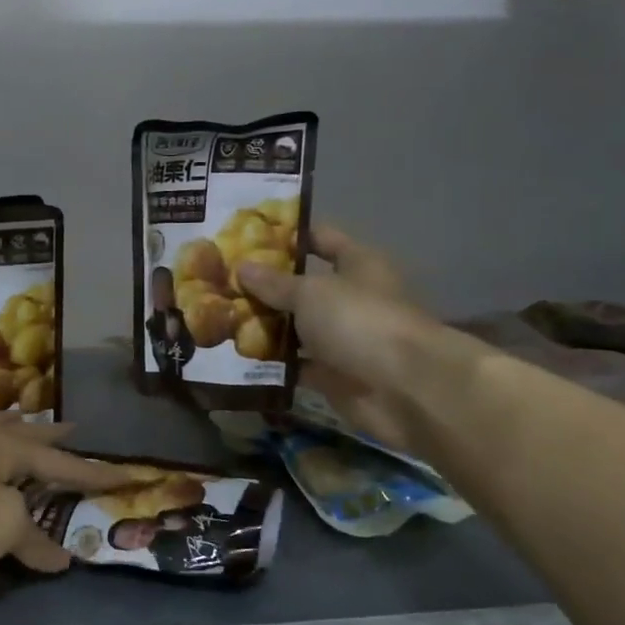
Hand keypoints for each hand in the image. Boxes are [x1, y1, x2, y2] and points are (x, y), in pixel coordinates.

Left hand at [0, 415, 131, 580]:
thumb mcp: (2, 529)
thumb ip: (34, 539)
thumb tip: (61, 558)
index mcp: (8, 447)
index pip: (63, 462)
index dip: (96, 474)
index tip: (127, 475)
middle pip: (27, 434)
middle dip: (53, 435)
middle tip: (75, 428)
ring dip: (17, 431)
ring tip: (26, 424)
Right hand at [235, 223, 443, 456]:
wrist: (405, 389)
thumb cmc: (360, 321)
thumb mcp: (311, 293)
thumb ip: (274, 283)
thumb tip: (242, 267)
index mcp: (357, 264)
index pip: (321, 238)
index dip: (287, 235)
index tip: (247, 235)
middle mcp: (351, 298)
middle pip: (302, 286)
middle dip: (264, 286)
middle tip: (219, 281)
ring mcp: (343, 339)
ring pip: (296, 328)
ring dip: (264, 327)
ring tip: (218, 318)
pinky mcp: (334, 376)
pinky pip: (296, 365)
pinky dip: (272, 364)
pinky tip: (235, 358)